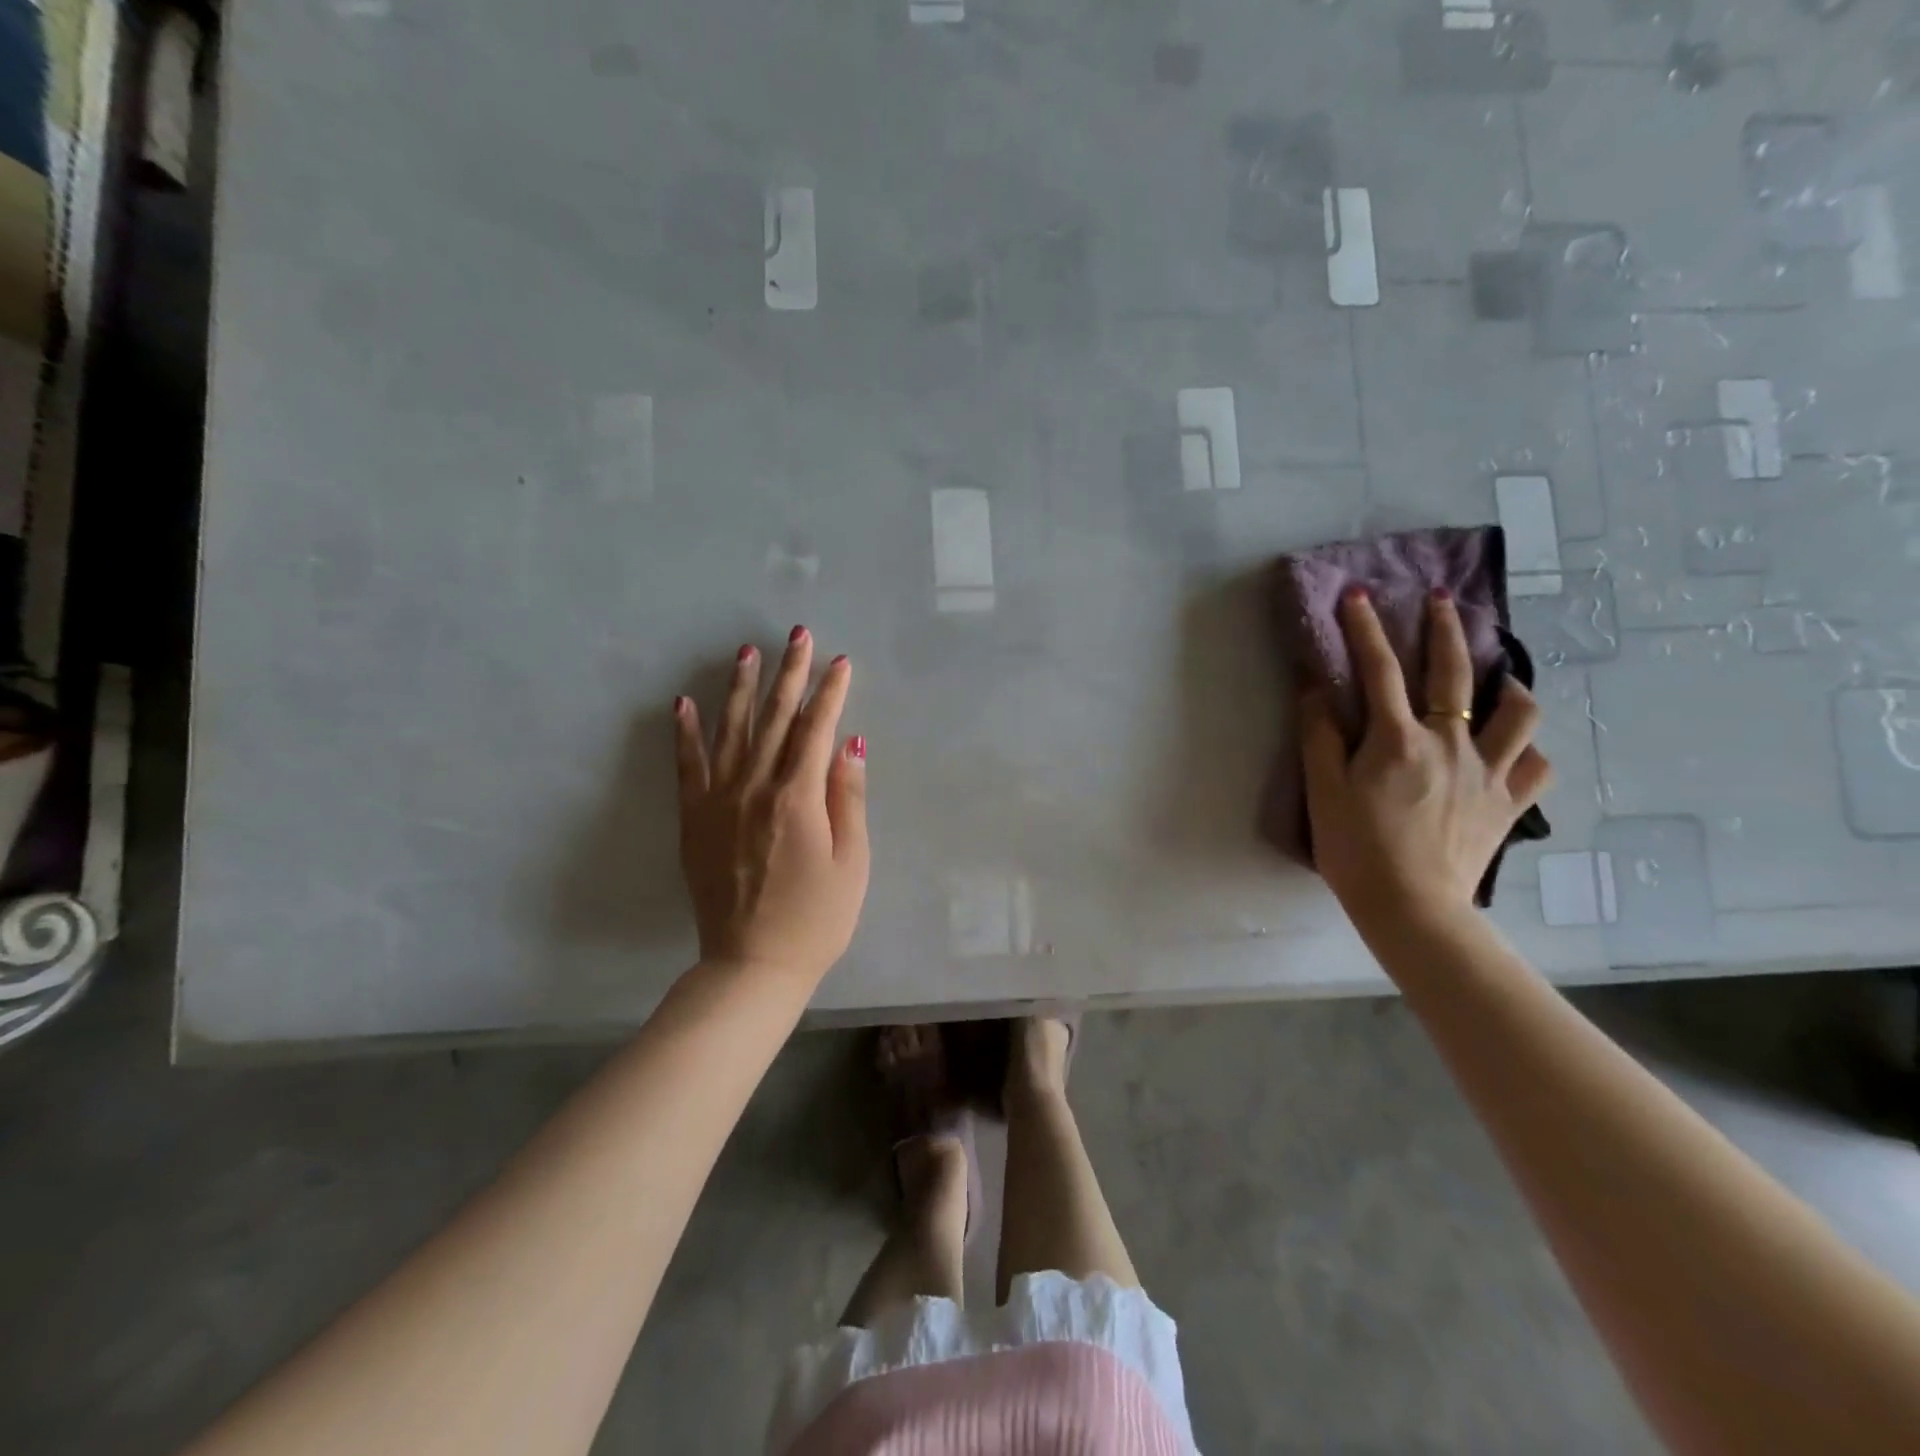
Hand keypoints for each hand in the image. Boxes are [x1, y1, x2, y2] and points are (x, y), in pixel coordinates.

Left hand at [673, 629, 870, 983]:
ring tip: (747, 652)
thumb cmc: (817, 918)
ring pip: (732, 731)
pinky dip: (686, 733)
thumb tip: (850, 743)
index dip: (830, 692)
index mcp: (798, 798)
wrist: (753, 965)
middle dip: (789, 674)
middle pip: (776, 719)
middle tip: (797, 635)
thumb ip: (848, 798)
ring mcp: (719, 802)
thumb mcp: (853, 862)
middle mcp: (755, 788)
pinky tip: (684, 703)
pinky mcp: (695, 820)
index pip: (817, 729)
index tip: (840, 661)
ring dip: (741, 689)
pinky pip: (688, 767)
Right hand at [1300, 588, 1551, 931]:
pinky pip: (1535, 765)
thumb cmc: (1355, 849)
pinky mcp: (1509, 805)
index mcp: (1398, 740)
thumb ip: (1320, 735)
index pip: (1379, 670)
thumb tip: (1316, 688)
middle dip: (1445, 628)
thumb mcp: (1323, 790)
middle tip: (1441, 599)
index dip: (1365, 629)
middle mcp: (1451, 744)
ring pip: (1518, 713)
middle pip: (1454, 673)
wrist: (1411, 908)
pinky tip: (1514, 748)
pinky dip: (1527, 748)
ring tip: (1498, 677)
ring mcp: (1489, 773)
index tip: (1357, 594)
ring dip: (1508, 685)